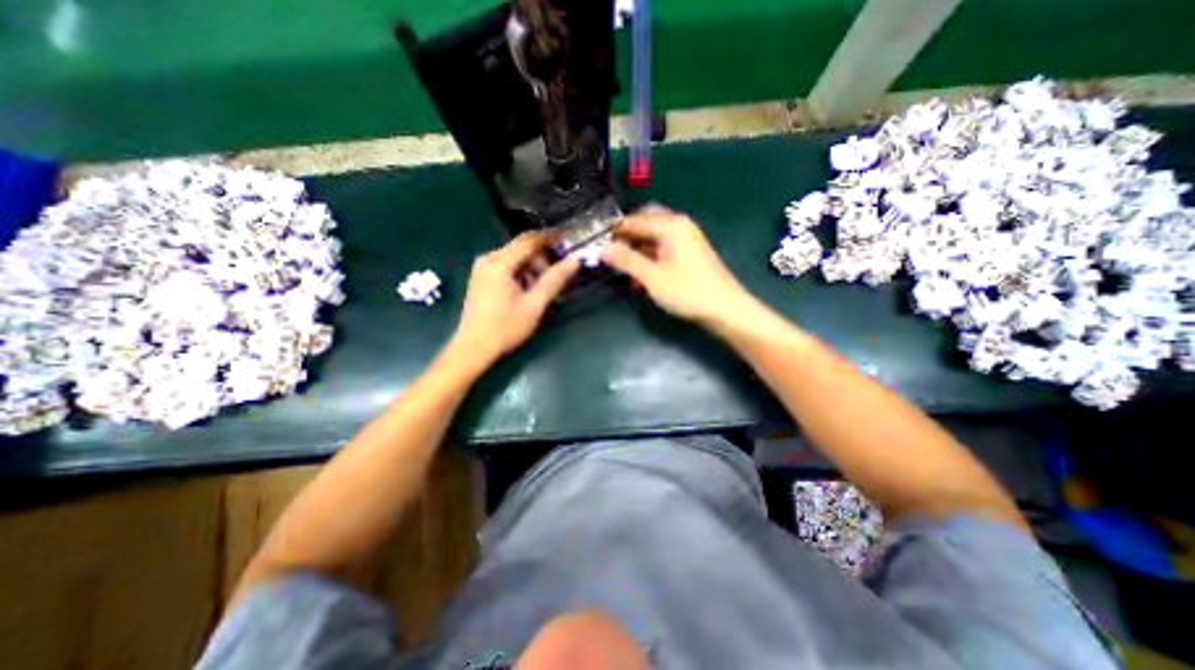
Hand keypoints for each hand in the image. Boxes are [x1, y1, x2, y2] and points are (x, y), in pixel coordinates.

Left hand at [448, 228, 577, 365]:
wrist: (474, 348)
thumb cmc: (505, 327)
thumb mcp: (535, 304)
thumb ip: (555, 280)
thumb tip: (574, 260)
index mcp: (499, 263)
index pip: (529, 240)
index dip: (551, 238)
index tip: (568, 240)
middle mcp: (488, 259)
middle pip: (522, 248)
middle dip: (542, 259)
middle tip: (556, 278)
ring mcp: (482, 268)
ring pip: (515, 258)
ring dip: (532, 269)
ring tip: (540, 291)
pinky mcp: (481, 277)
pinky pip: (507, 266)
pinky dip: (521, 274)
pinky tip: (526, 292)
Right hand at [604, 208, 749, 325]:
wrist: (725, 309)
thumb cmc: (688, 291)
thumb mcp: (652, 277)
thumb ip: (626, 260)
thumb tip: (602, 249)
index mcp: (671, 225)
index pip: (634, 220)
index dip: (613, 231)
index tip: (594, 243)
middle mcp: (678, 226)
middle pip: (644, 223)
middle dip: (625, 237)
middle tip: (609, 253)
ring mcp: (684, 240)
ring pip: (652, 237)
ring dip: (635, 250)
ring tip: (620, 269)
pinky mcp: (687, 254)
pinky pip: (661, 249)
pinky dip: (647, 259)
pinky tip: (638, 277)